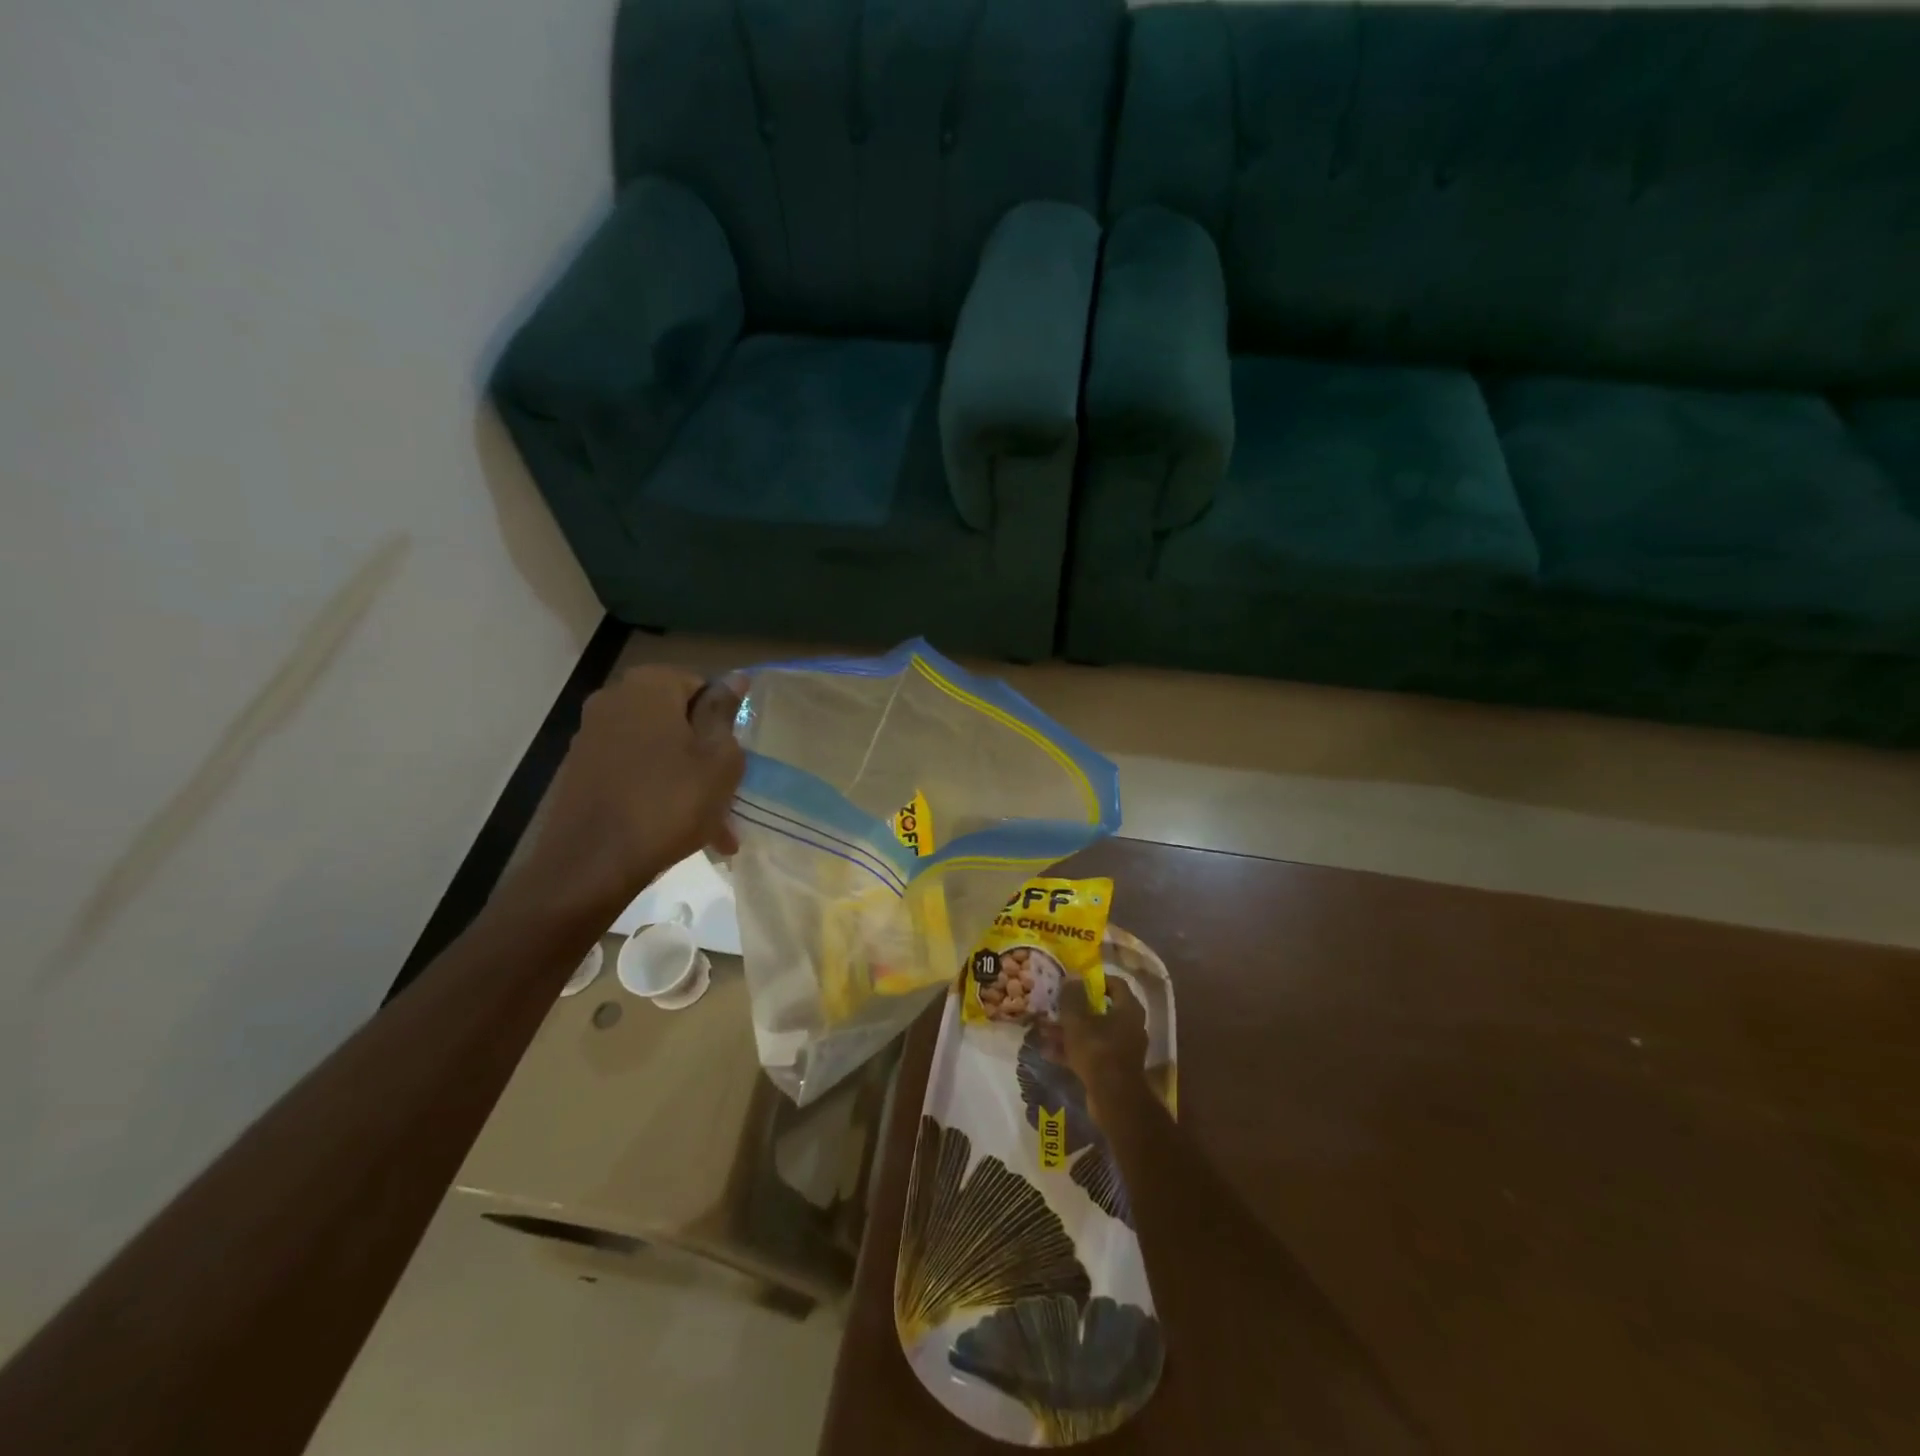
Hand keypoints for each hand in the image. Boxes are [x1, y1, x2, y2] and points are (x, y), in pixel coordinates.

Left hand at [510, 666, 744, 918]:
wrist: (591, 864)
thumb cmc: (671, 802)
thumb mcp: (719, 758)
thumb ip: (724, 713)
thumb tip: (734, 677)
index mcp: (650, 685)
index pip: (701, 686)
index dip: (723, 723)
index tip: (734, 759)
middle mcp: (613, 699)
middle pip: (676, 720)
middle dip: (703, 756)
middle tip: (726, 796)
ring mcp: (591, 736)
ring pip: (656, 751)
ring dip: (684, 780)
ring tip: (710, 827)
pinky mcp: (578, 771)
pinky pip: (632, 773)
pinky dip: (656, 793)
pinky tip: (675, 831)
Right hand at [1059, 977, 1149, 1113]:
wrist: (1114, 1100)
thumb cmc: (1098, 1051)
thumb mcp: (1077, 1021)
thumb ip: (1072, 997)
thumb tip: (1073, 976)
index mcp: (1128, 1009)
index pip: (1115, 984)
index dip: (1095, 980)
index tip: (1074, 982)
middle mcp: (1130, 1026)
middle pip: (1101, 1009)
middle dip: (1074, 1009)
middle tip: (1054, 1006)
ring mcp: (1123, 1049)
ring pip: (1093, 1033)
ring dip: (1069, 1031)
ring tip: (1043, 1030)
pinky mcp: (1114, 1068)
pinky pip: (1092, 1052)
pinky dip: (1073, 1051)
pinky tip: (1048, 1052)